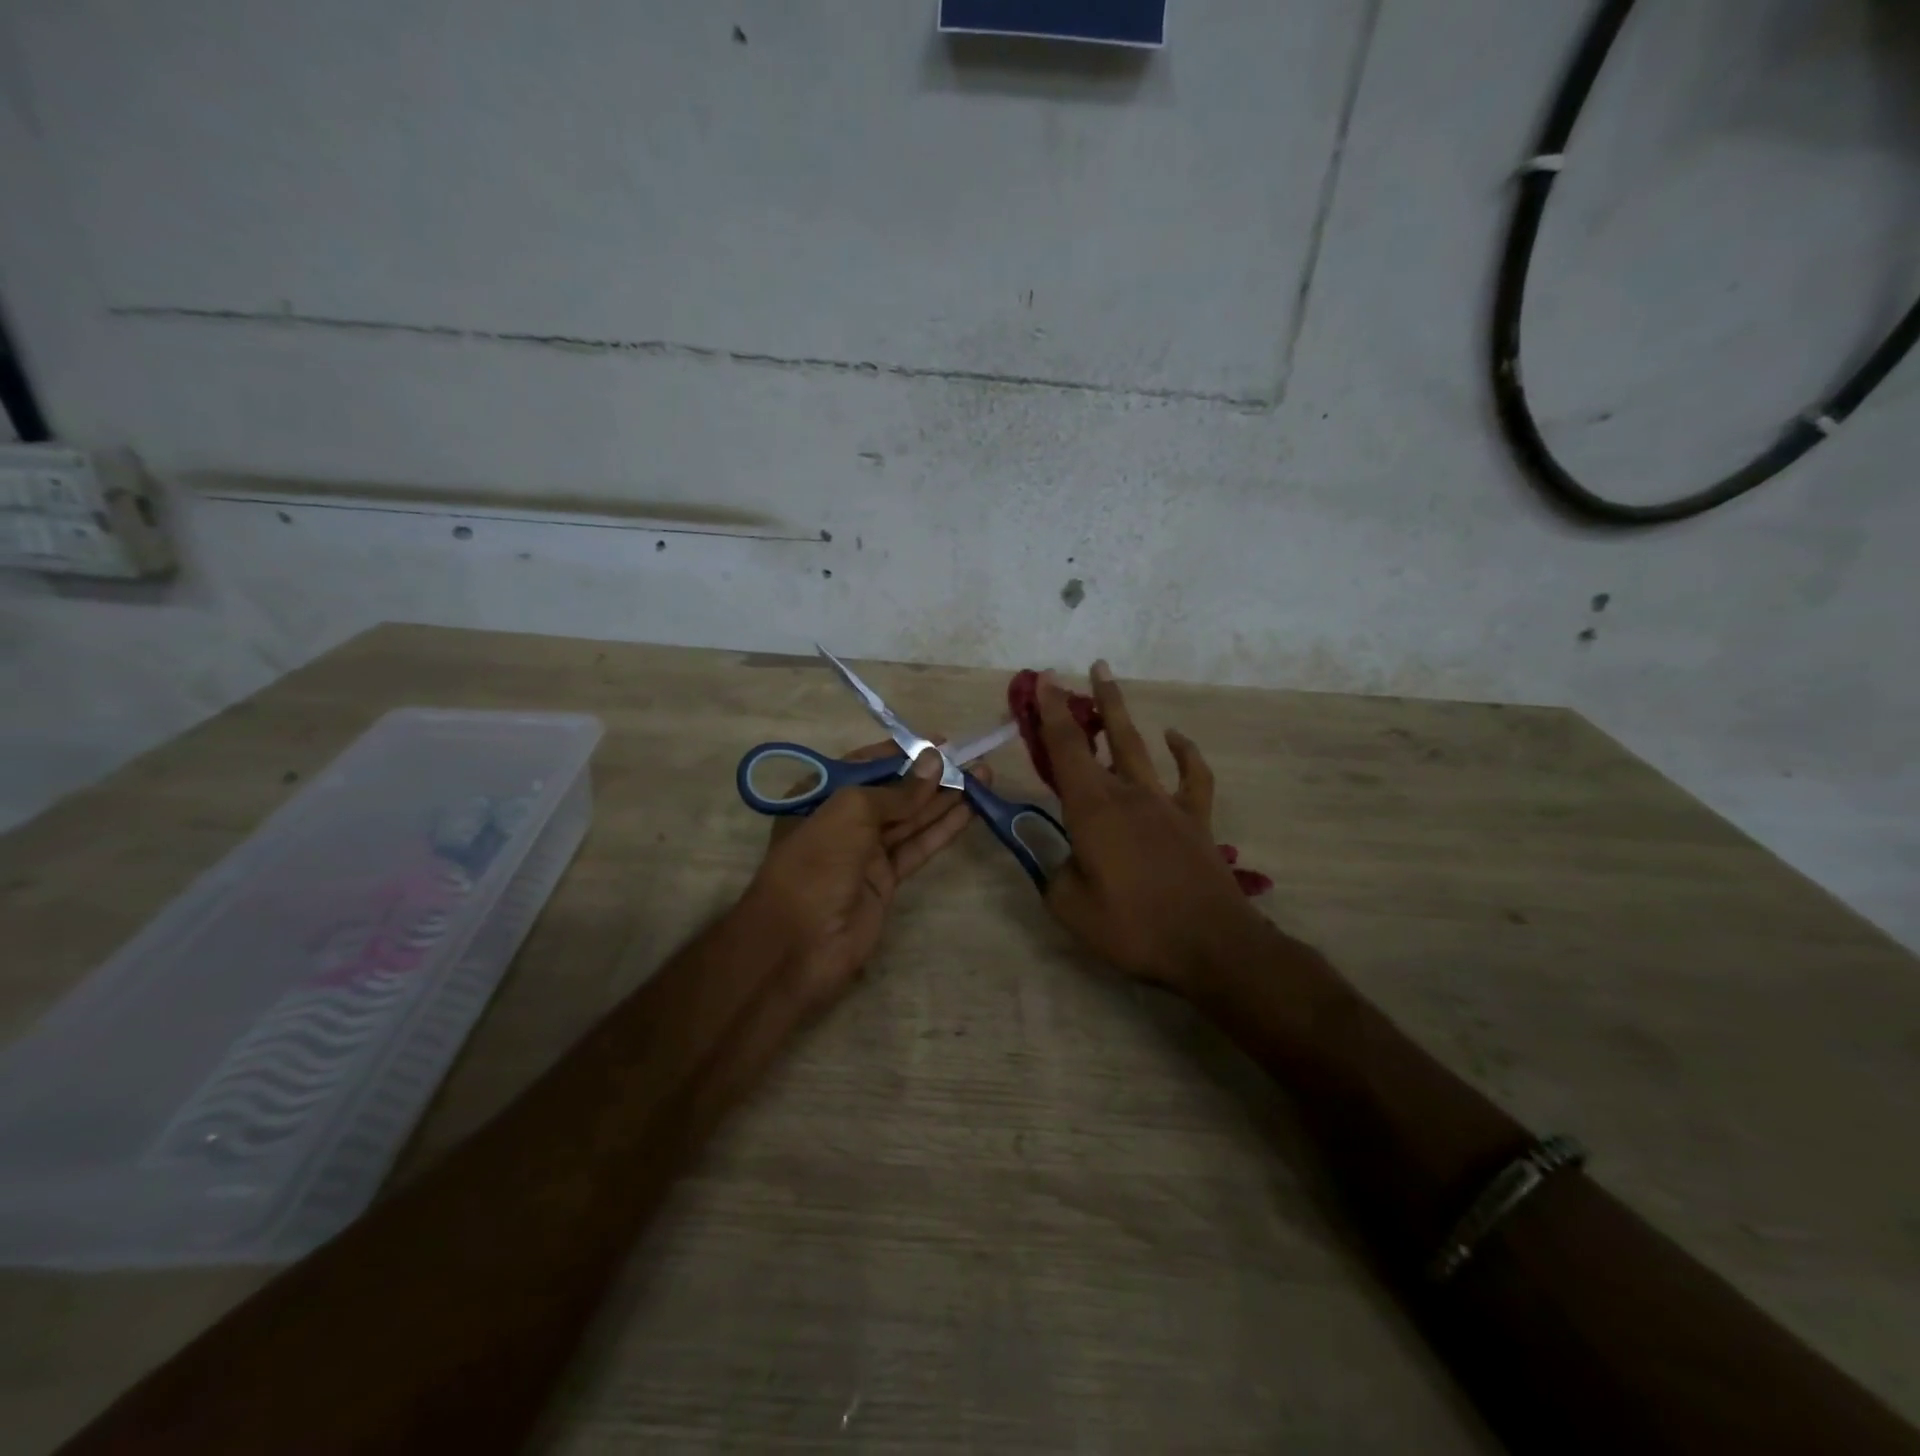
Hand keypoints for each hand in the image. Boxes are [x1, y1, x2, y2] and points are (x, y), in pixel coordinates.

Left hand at [744, 743, 981, 1007]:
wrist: (799, 944)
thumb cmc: (816, 863)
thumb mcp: (850, 812)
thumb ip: (896, 790)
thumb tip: (934, 761)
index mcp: (820, 795)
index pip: (866, 764)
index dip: (902, 752)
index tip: (939, 743)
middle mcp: (842, 819)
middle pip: (894, 790)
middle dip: (931, 774)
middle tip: (972, 759)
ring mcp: (865, 851)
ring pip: (911, 818)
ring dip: (945, 798)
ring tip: (984, 776)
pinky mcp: (886, 880)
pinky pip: (918, 846)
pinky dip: (943, 829)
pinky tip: (970, 811)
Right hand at [1038, 663, 1266, 989]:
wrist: (1211, 944)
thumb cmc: (1134, 927)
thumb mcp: (1071, 908)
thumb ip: (1053, 874)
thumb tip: (1059, 858)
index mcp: (1092, 810)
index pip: (1065, 749)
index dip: (1050, 712)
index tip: (1041, 680)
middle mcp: (1128, 794)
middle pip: (1102, 737)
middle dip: (1083, 702)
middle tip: (1073, 671)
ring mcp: (1165, 803)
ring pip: (1139, 745)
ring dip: (1121, 712)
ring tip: (1108, 680)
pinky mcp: (1195, 819)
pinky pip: (1192, 776)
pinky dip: (1184, 752)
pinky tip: (1175, 738)